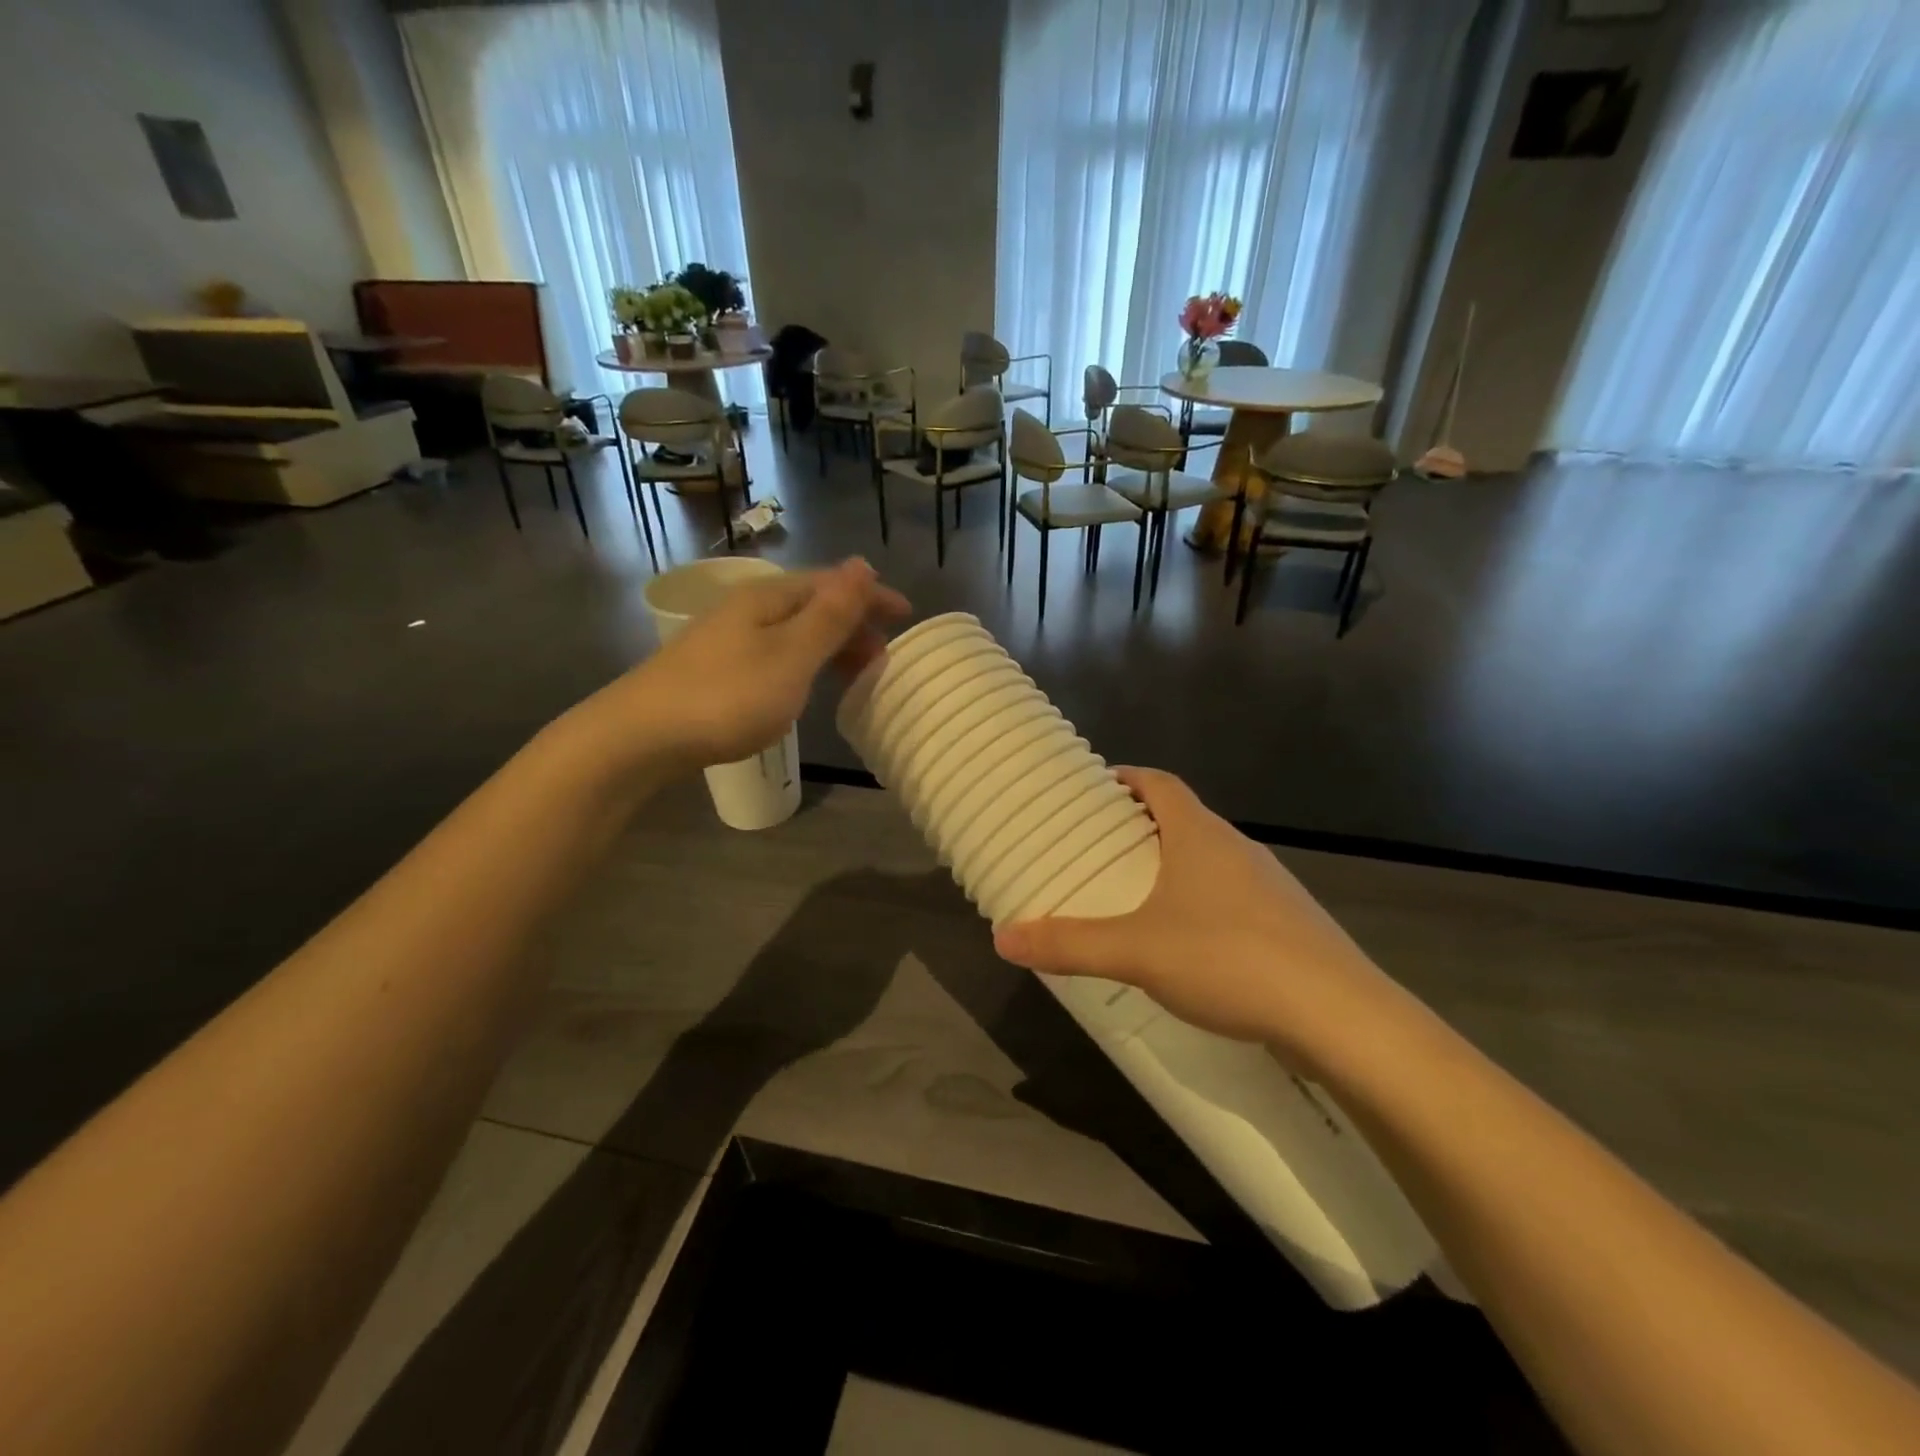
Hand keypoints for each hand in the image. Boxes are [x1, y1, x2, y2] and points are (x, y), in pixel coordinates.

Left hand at [571, 558, 908, 775]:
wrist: (641, 736)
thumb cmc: (727, 697)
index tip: (907, 616)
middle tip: (883, 655)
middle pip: (812, 605)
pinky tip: (803, 684)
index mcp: (770, 598)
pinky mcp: (715, 667)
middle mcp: (748, 608)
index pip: (833, 584)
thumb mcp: (791, 656)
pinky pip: (776, 652)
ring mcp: (727, 637)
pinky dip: (804, 662)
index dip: (872, 596)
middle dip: (853, 623)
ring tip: (853, 672)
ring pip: (793, 630)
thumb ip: (830, 614)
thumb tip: (862, 563)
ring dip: (830, 645)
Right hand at [993, 768, 1406, 1065]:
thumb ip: (1069, 944)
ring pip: (1210, 860)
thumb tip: (1003, 937)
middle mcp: (1237, 847)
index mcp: (1199, 835)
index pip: (1160, 783)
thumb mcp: (1136, 951)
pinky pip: (1233, 897)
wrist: (1340, 1016)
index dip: (1127, 778)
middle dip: (1142, 827)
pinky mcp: (1289, 923)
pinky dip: (1203, 903)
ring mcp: (1270, 885)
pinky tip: (1189, 945)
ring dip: (1174, 867)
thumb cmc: (1228, 959)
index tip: (1096, 789)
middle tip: (1101, 849)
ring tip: (1137, 897)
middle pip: (1183, 819)